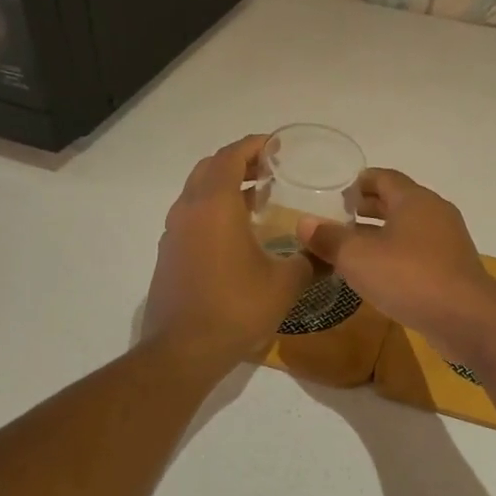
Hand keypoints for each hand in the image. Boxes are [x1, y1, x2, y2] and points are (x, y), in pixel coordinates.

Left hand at [144, 135, 312, 370]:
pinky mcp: (168, 254)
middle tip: (269, 170)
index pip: (231, 156)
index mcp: (215, 205)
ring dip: (224, 187)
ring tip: (257, 200)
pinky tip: (237, 234)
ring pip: (197, 192)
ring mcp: (173, 232)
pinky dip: (212, 211)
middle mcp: (188, 209)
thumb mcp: (285, 283)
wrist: (183, 349)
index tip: (278, 147)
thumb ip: (308, 260)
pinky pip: (191, 216)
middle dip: (239, 162)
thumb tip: (327, 253)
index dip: (255, 145)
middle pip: (210, 168)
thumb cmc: (236, 308)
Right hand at [296, 170, 495, 362]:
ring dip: (381, 234)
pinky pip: (418, 252)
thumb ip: (329, 239)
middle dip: (368, 208)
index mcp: (414, 200)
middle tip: (339, 218)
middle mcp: (435, 213)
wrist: (467, 319)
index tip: (338, 193)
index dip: (359, 182)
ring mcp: (448, 242)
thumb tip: (303, 222)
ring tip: (352, 247)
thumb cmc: (410, 278)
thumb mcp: (358, 258)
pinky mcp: (452, 269)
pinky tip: (378, 274)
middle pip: (397, 202)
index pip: (384, 177)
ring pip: (408, 228)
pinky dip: (396, 254)